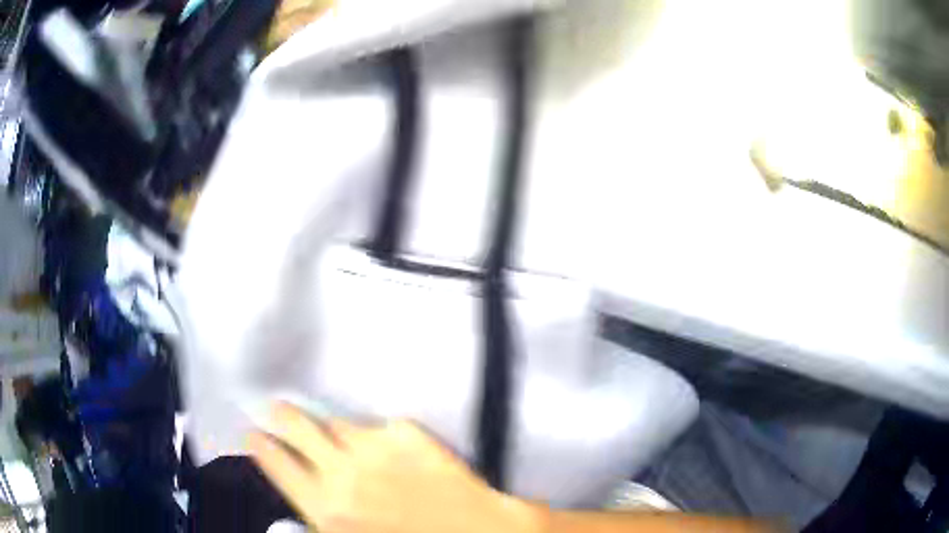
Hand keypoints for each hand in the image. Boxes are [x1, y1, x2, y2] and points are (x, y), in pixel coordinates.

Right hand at [248, 404, 537, 532]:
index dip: (260, 445)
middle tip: (275, 409)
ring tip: (327, 429)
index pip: (277, 463)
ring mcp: (377, 448)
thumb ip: (314, 527)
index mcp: (326, 508)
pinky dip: (375, 433)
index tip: (252, 434)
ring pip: (337, 423)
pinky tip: (381, 444)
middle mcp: (344, 473)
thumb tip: (286, 519)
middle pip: (297, 428)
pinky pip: (379, 424)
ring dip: (329, 428)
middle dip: (281, 415)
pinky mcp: (409, 435)